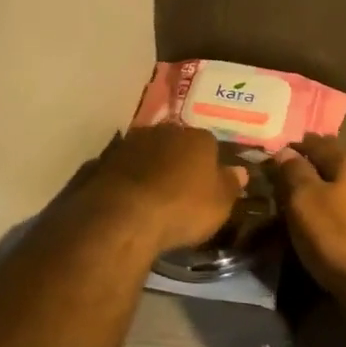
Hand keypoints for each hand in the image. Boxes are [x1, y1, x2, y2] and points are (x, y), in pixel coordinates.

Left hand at [85, 124, 247, 254]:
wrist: (125, 215)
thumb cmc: (183, 207)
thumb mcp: (220, 204)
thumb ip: (230, 184)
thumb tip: (240, 171)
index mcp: (198, 137)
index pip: (209, 144)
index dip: (210, 163)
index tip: (208, 183)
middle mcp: (165, 131)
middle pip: (177, 143)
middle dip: (179, 160)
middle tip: (181, 186)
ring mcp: (131, 143)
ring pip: (148, 152)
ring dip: (151, 166)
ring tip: (153, 193)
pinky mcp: (105, 160)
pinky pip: (124, 167)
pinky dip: (128, 178)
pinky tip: (129, 197)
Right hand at [272, 134, 345, 316]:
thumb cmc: (339, 236)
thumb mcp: (305, 200)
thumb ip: (293, 172)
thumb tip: (285, 151)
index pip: (316, 143)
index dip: (293, 147)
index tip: (272, 155)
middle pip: (332, 165)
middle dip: (308, 170)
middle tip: (281, 181)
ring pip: (342, 190)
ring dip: (321, 194)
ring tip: (296, 206)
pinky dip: (332, 215)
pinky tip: (320, 226)